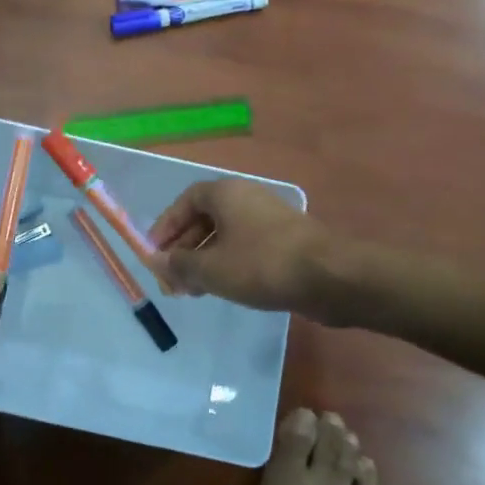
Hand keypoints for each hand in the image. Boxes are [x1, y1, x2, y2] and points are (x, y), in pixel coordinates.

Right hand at [145, 179, 330, 313]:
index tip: (154, 254)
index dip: (166, 227)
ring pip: (225, 236)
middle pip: (203, 219)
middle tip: (172, 281)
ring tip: (193, 291)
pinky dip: (228, 264)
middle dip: (183, 250)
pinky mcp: (285, 240)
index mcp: (225, 193)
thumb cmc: (262, 265)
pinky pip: (245, 247)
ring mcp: (268, 218)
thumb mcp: (211, 269)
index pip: (184, 202)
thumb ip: (179, 265)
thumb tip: (157, 261)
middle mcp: (246, 198)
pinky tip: (224, 288)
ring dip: (204, 260)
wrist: (330, 276)